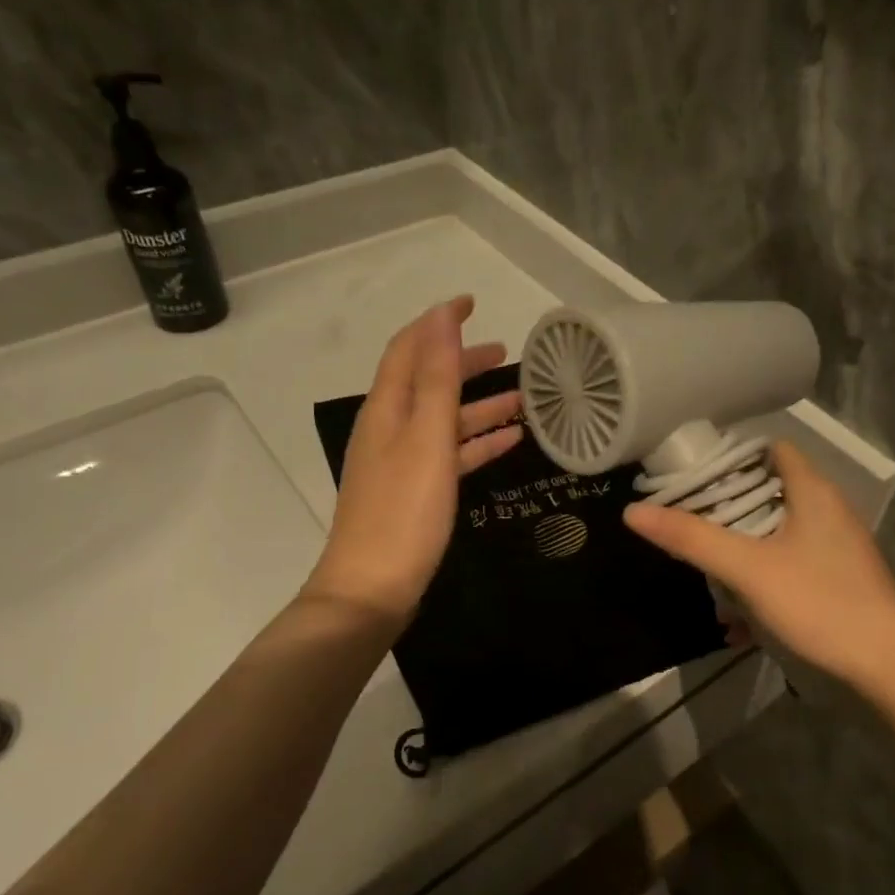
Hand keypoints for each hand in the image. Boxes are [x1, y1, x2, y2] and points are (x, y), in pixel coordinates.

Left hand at [303, 296, 522, 626]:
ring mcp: (401, 463)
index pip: (409, 348)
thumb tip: (441, 317)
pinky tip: (511, 441)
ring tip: (522, 399)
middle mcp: (389, 429)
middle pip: (428, 382)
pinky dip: (478, 443)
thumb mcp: (426, 439)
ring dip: (480, 405)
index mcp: (387, 409)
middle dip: (464, 363)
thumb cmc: (404, 511)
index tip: (473, 303)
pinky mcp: (415, 494)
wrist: (372, 590)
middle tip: (506, 353)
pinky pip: (450, 455)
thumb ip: (436, 378)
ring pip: (444, 420)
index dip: (438, 323)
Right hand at [624, 441, 894, 689]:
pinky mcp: (837, 580)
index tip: (692, 474)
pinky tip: (738, 617)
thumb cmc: (820, 603)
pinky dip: (761, 580)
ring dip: (740, 549)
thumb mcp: (748, 569)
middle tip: (687, 522)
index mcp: (813, 492)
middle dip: (727, 509)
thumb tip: (633, 511)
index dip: (731, 456)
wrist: (888, 668)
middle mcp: (828, 511)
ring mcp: (835, 548)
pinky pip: (788, 566)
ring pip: (776, 534)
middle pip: (769, 492)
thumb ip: (692, 539)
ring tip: (705, 571)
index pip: (771, 449)